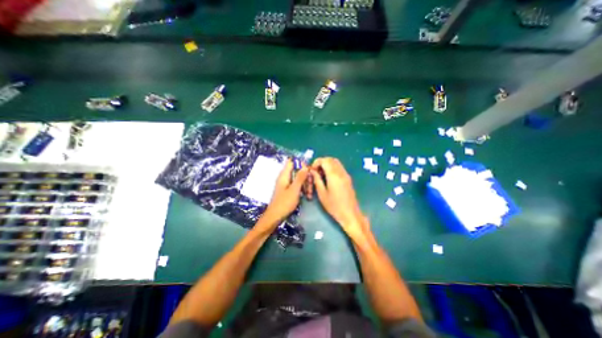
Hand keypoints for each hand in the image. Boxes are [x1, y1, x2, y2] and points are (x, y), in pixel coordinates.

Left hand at [262, 158, 309, 226]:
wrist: (275, 216)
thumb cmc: (284, 203)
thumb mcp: (294, 189)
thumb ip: (300, 177)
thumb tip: (305, 166)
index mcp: (284, 175)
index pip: (292, 162)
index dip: (301, 163)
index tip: (309, 170)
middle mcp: (285, 177)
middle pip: (297, 171)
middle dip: (305, 176)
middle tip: (311, 184)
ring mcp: (287, 184)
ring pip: (298, 179)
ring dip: (305, 184)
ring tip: (309, 193)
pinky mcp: (289, 190)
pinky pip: (297, 185)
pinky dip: (302, 189)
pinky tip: (307, 196)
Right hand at [314, 157, 369, 237]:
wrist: (350, 214)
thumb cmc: (334, 206)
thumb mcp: (322, 193)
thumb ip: (317, 179)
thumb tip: (313, 171)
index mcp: (334, 175)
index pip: (325, 160)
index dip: (317, 162)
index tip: (312, 169)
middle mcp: (341, 172)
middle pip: (331, 159)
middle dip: (322, 162)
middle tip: (316, 170)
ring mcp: (346, 174)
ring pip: (336, 162)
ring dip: (327, 164)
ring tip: (321, 174)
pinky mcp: (348, 178)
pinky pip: (339, 167)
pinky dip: (332, 168)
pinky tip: (328, 177)